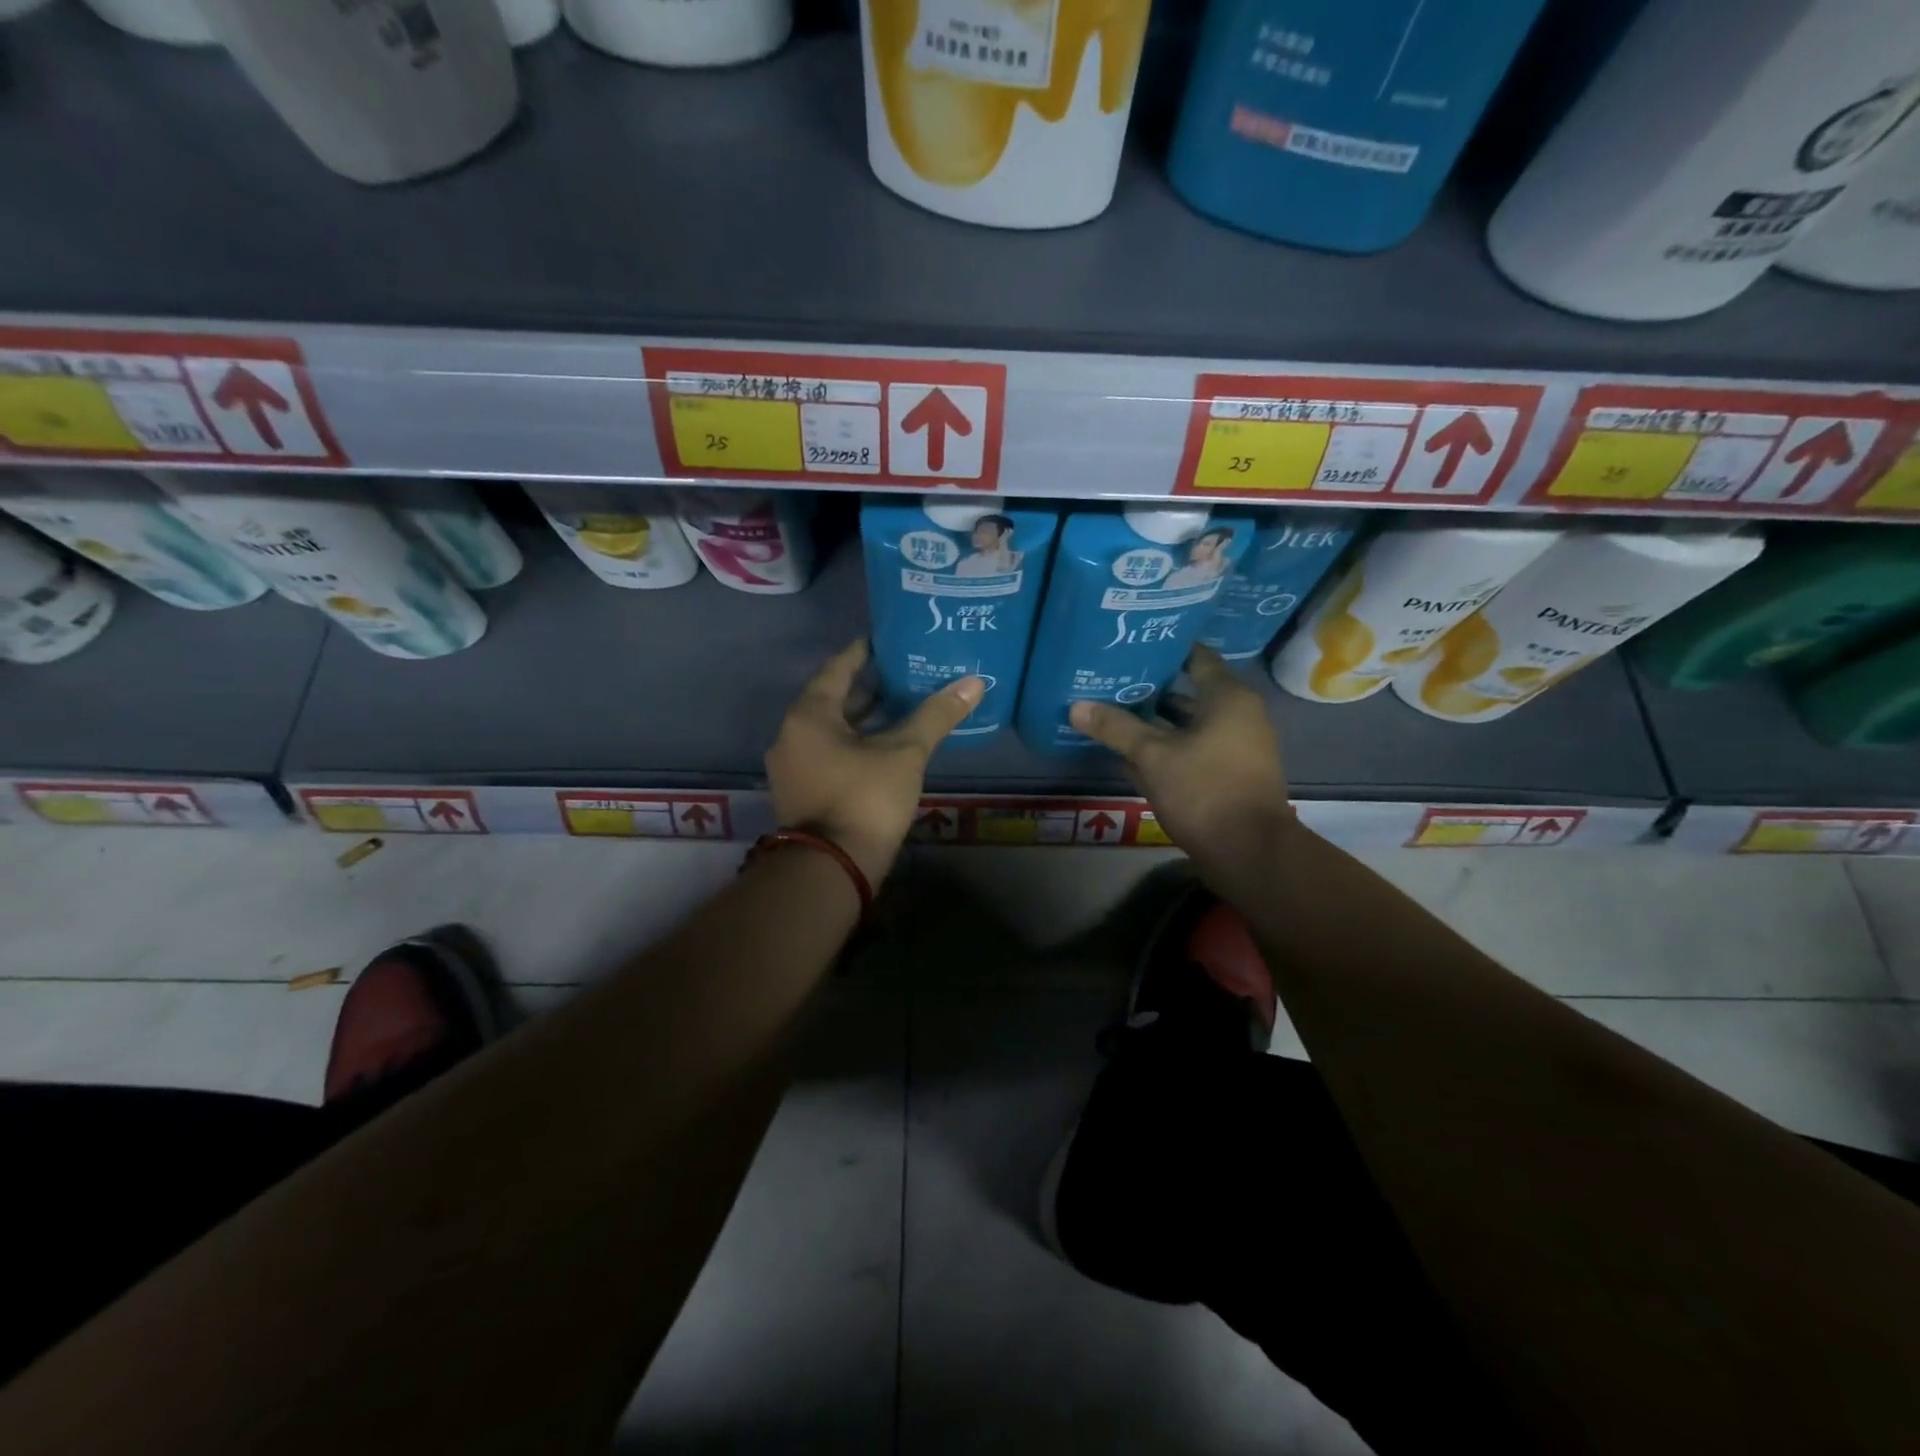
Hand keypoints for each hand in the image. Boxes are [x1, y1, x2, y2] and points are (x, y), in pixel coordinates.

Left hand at [767, 640, 982, 883]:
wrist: (831, 868)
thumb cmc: (864, 798)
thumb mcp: (904, 753)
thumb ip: (936, 715)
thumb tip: (974, 682)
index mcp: (809, 715)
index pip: (836, 668)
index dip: (863, 652)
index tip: (886, 640)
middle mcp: (791, 735)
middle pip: (831, 699)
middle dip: (866, 687)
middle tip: (902, 672)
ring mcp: (792, 767)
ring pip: (830, 730)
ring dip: (861, 718)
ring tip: (899, 706)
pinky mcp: (802, 792)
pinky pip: (828, 754)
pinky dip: (853, 744)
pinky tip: (884, 748)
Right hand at [1069, 645, 1291, 872]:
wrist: (1249, 853)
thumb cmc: (1205, 790)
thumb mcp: (1153, 756)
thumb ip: (1116, 728)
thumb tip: (1077, 705)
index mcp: (1227, 698)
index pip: (1196, 657)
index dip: (1164, 649)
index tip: (1131, 645)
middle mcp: (1238, 715)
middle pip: (1189, 691)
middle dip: (1150, 688)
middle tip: (1111, 680)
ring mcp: (1236, 746)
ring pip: (1188, 724)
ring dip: (1155, 721)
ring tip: (1112, 712)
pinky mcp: (1229, 773)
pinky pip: (1193, 748)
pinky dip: (1167, 746)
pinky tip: (1131, 752)